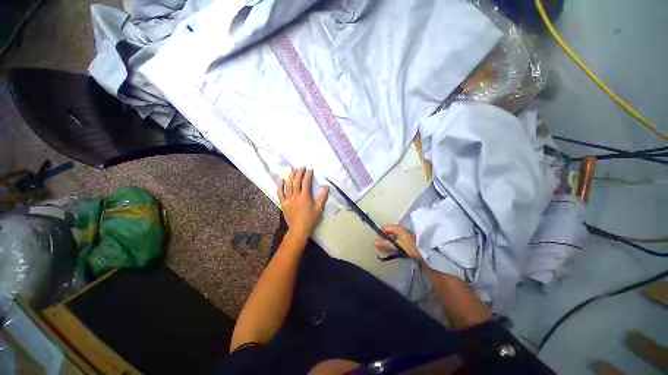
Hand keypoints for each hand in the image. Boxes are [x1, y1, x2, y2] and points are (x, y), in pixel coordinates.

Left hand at [278, 167, 328, 237]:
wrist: (298, 229)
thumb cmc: (310, 219)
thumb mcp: (318, 209)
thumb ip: (322, 198)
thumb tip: (327, 188)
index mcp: (305, 197)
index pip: (306, 182)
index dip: (308, 175)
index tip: (310, 170)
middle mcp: (295, 196)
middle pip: (296, 181)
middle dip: (299, 173)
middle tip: (302, 167)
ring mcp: (288, 199)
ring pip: (288, 185)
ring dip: (290, 176)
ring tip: (293, 170)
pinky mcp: (283, 203)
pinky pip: (280, 193)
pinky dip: (280, 186)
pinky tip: (280, 180)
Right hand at [373, 225, 420, 259]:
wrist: (427, 251)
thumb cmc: (410, 246)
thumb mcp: (396, 245)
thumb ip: (385, 243)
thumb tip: (373, 241)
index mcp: (397, 228)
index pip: (385, 227)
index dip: (380, 233)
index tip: (378, 241)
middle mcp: (400, 229)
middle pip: (389, 232)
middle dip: (385, 238)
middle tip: (382, 246)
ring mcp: (405, 234)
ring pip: (393, 236)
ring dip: (390, 242)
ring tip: (388, 249)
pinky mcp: (408, 240)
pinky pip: (398, 240)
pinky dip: (395, 244)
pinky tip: (395, 250)